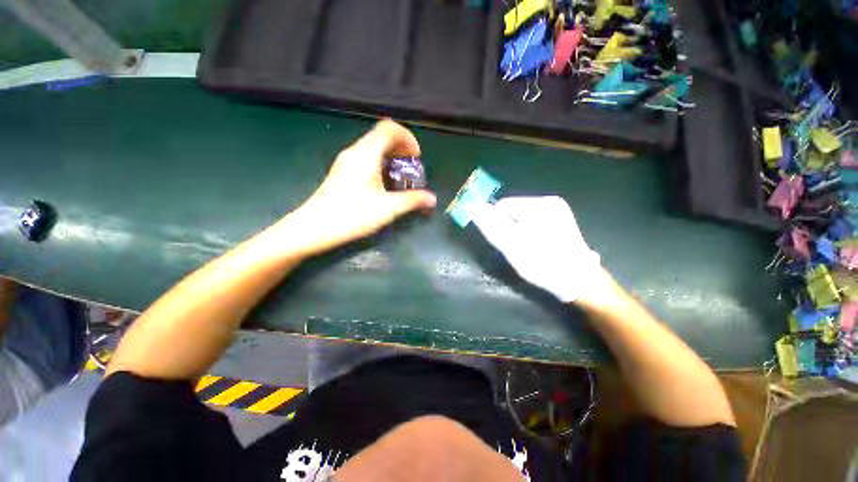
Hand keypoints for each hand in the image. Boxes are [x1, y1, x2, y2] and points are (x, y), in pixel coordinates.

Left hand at [285, 120, 436, 255]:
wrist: (314, 228)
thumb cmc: (351, 215)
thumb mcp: (387, 209)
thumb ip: (412, 200)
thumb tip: (432, 198)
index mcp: (366, 154)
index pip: (389, 128)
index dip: (408, 138)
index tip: (416, 158)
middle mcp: (355, 152)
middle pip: (381, 136)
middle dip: (401, 148)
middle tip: (412, 168)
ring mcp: (346, 161)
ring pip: (373, 147)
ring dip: (391, 157)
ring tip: (401, 177)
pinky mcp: (342, 172)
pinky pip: (366, 158)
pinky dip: (381, 164)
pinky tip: (384, 184)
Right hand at [471, 196, 608, 303]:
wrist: (579, 282)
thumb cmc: (543, 264)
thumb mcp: (512, 246)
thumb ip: (491, 225)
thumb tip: (472, 206)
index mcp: (540, 204)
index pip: (503, 205)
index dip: (497, 224)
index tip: (505, 243)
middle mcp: (550, 202)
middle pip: (513, 211)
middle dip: (509, 228)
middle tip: (517, 249)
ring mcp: (557, 211)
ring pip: (521, 218)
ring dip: (518, 232)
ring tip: (527, 250)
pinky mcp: (560, 221)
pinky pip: (533, 223)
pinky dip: (528, 234)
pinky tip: (536, 247)